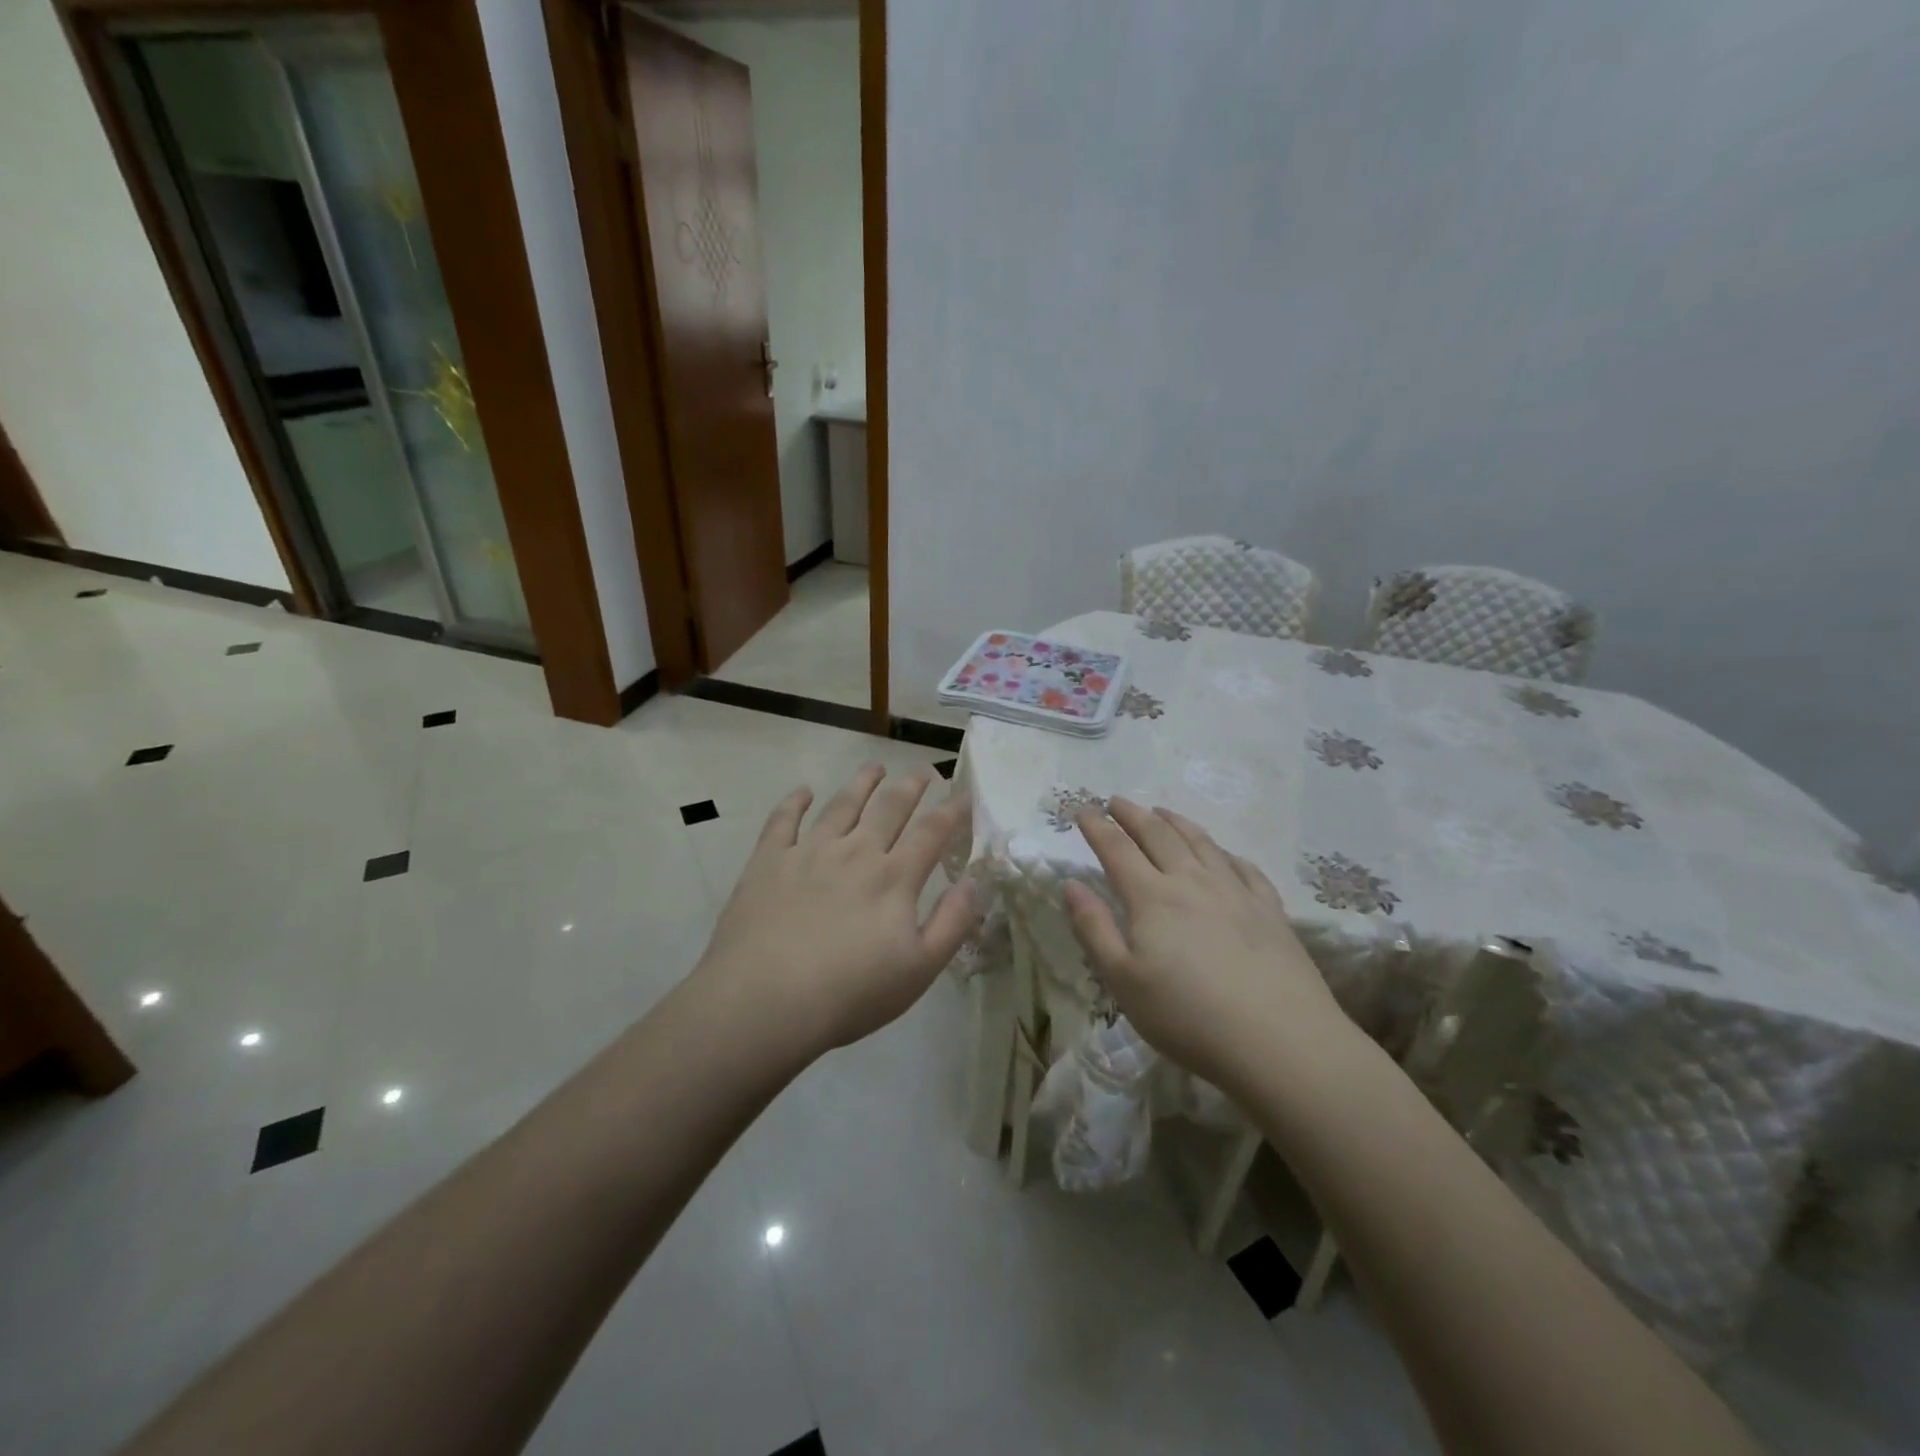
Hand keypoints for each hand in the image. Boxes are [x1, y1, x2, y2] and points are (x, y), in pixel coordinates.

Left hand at [696, 764, 977, 1055]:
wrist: (765, 1001)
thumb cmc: (850, 993)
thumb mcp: (919, 970)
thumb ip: (952, 923)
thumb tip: (973, 882)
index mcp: (894, 878)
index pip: (931, 833)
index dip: (951, 811)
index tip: (963, 793)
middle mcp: (855, 853)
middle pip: (889, 808)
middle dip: (910, 786)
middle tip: (922, 770)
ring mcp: (809, 852)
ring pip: (841, 805)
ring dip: (861, 783)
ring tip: (874, 767)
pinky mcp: (768, 861)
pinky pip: (783, 821)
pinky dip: (795, 802)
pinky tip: (803, 792)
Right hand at [1062, 799, 1346, 1088]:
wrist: (1281, 1041)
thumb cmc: (1188, 1017)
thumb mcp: (1123, 981)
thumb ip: (1094, 928)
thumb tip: (1072, 884)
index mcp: (1152, 898)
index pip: (1117, 849)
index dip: (1097, 827)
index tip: (1082, 809)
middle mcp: (1192, 882)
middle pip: (1158, 835)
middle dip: (1133, 815)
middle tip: (1116, 801)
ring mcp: (1236, 892)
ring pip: (1201, 843)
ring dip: (1176, 822)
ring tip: (1162, 812)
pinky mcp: (1270, 910)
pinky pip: (1243, 866)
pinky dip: (1224, 852)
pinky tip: (1222, 854)